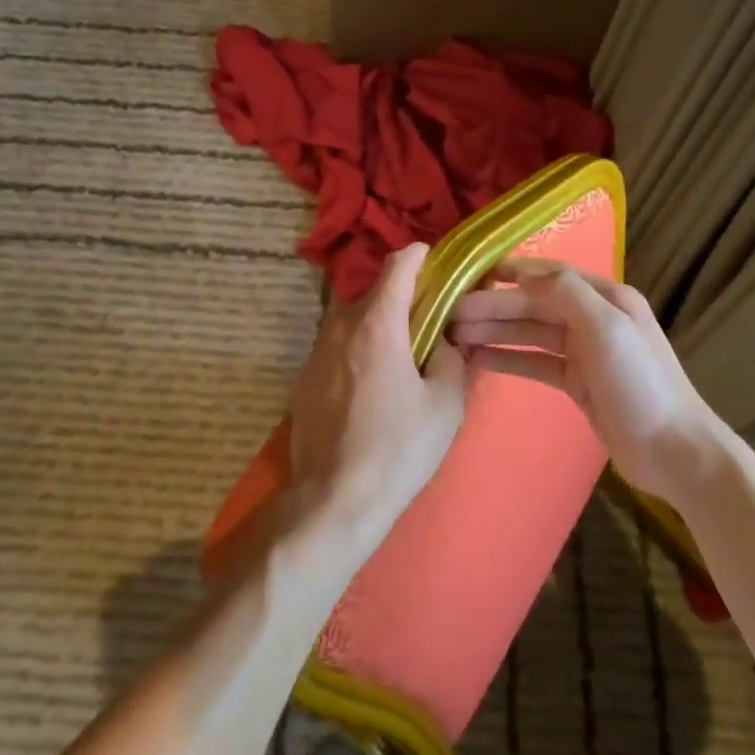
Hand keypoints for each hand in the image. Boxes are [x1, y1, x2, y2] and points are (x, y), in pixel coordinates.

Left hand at [288, 243, 470, 544]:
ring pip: (353, 320)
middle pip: (374, 293)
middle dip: (403, 297)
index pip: (397, 266)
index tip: (436, 261)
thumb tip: (444, 339)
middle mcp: (341, 327)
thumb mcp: (445, 404)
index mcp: (377, 324)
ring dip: (379, 325)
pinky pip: (338, 347)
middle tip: (430, 319)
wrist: (334, 498)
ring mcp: (316, 352)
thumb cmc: (398, 449)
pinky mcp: (304, 378)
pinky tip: (374, 385)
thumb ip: (450, 358)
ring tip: (403, 355)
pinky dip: (359, 349)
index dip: (419, 256)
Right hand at [448, 259, 725, 500]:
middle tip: (449, 315)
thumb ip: (566, 293)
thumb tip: (523, 273)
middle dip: (492, 307)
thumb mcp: (607, 328)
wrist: (674, 451)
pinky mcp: (576, 381)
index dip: (510, 272)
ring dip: (494, 331)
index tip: (469, 275)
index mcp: (604, 297)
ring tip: (453, 336)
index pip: (549, 274)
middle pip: (533, 305)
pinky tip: (476, 359)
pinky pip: (534, 361)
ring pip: (529, 333)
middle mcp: (593, 317)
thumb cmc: (640, 384)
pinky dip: (507, 358)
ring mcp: (584, 351)